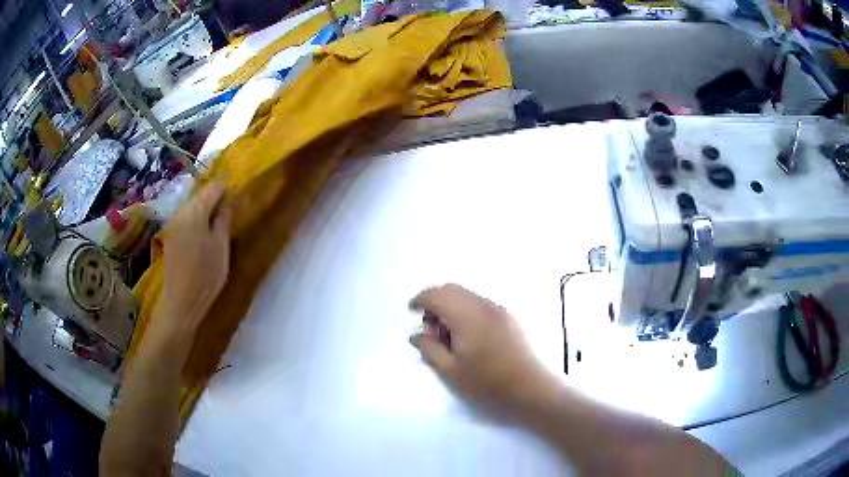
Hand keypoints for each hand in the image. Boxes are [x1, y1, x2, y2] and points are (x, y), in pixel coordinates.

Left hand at [154, 181, 231, 338]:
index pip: (213, 188)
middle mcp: (181, 211)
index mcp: (195, 211)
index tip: (238, 196)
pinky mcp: (170, 235)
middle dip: (215, 198)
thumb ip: (224, 218)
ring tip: (219, 223)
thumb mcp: (221, 246)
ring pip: (193, 206)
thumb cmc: (206, 274)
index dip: (227, 188)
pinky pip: (186, 218)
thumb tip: (228, 198)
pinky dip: (197, 220)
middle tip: (230, 211)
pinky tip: (204, 233)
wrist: (181, 301)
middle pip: (200, 195)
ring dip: (206, 210)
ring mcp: (173, 223)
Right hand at [409, 284, 550, 411]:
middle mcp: (483, 305)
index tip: (411, 312)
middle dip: (435, 303)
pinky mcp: (509, 318)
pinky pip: (480, 305)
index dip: (420, 299)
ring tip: (449, 338)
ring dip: (452, 308)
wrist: (530, 388)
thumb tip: (416, 335)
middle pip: (452, 289)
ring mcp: (499, 310)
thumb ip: (429, 349)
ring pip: (467, 296)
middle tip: (430, 331)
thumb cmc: (486, 383)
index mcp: (467, 315)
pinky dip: (466, 312)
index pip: (437, 294)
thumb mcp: (450, 371)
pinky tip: (468, 338)